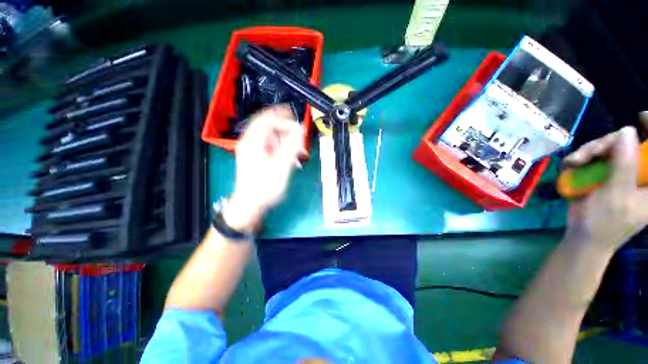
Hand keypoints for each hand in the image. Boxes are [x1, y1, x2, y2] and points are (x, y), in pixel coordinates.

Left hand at [224, 106, 305, 231]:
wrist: (250, 205)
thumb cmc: (264, 187)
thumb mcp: (281, 167)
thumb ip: (291, 147)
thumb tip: (300, 130)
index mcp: (253, 141)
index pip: (267, 119)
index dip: (282, 116)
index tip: (296, 119)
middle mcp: (251, 143)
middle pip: (270, 128)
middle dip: (287, 131)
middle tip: (300, 139)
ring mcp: (253, 151)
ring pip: (272, 139)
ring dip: (286, 143)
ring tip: (298, 153)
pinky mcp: (257, 159)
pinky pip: (272, 148)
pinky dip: (283, 151)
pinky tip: (291, 161)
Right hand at [562, 125, 647, 252]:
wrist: (583, 237)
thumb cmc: (605, 222)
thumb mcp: (617, 195)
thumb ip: (625, 165)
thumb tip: (627, 131)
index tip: (641, 118)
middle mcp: (639, 172)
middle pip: (630, 144)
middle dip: (608, 144)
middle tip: (590, 152)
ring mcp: (621, 172)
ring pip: (611, 148)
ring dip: (591, 150)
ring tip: (575, 161)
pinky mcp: (605, 174)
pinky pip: (596, 156)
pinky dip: (583, 157)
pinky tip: (573, 164)